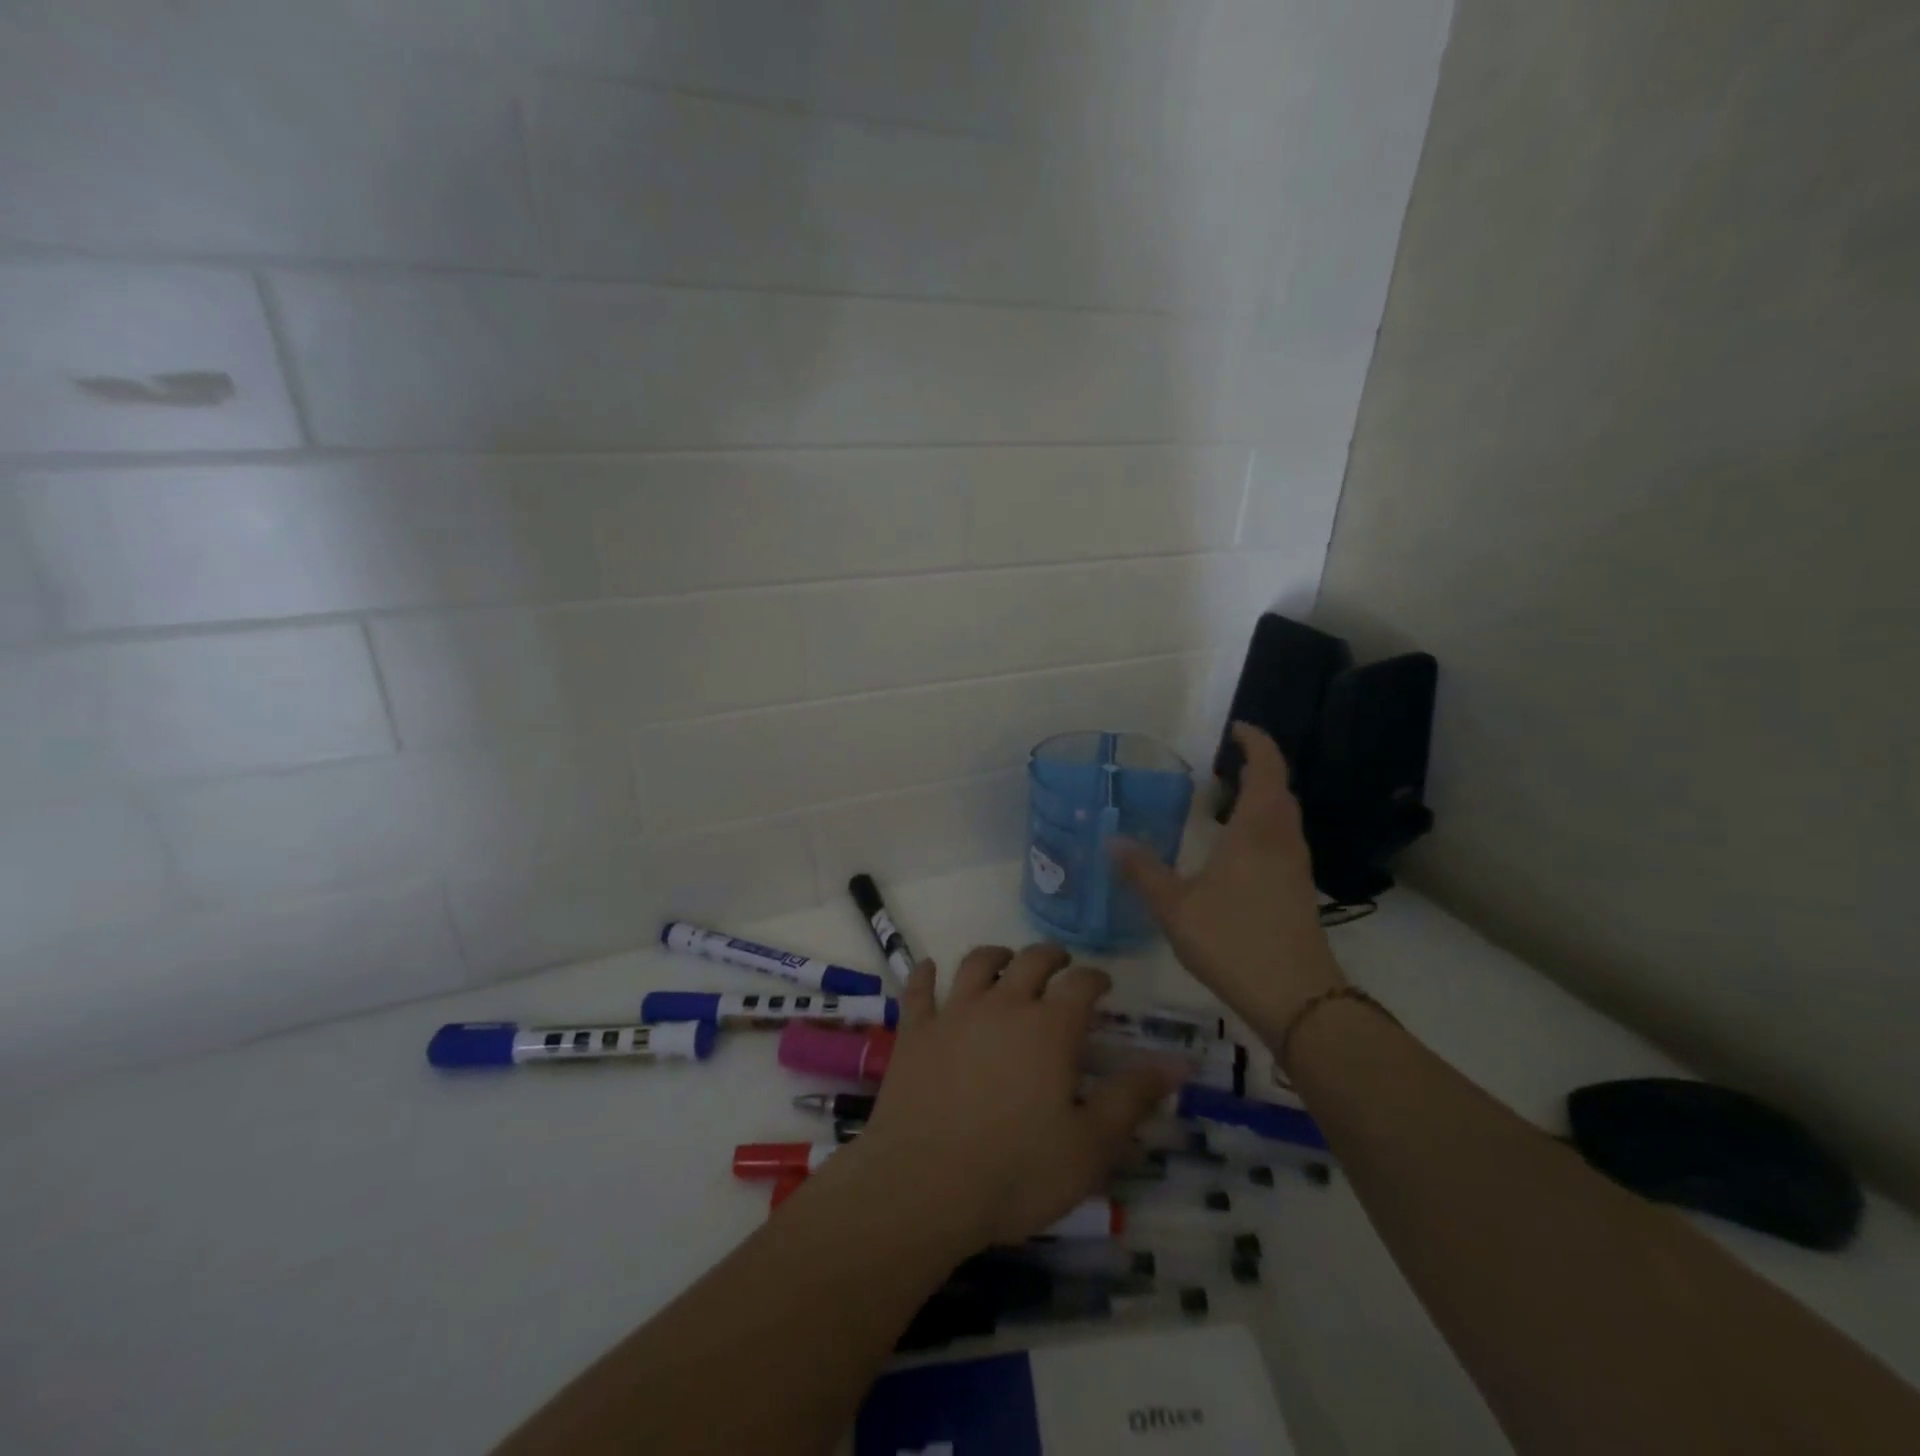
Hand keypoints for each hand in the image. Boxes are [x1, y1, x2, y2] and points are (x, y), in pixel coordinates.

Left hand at [850, 944, 1179, 1251]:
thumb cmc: (1017, 1172)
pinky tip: (930, 968)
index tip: (1103, 984)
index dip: (1095, 978)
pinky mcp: (916, 1031)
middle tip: (1060, 964)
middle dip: (1051, 956)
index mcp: (1049, 1028)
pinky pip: (919, 989)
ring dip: (996, 955)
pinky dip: (926, 974)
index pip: (1081, 983)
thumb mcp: (1091, 1146)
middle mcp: (1003, 1006)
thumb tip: (1178, 1061)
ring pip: (977, 963)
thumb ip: (1132, 1097)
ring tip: (1005, 960)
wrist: (924, 1186)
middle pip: (1030, 960)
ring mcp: (953, 1013)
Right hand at [1114, 722, 1345, 1039]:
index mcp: (1257, 830)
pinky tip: (1235, 850)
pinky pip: (1281, 840)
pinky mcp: (1299, 891)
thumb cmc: (1233, 940)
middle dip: (1256, 768)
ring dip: (1261, 798)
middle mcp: (1282, 840)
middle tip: (1221, 764)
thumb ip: (1143, 870)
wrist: (1297, 998)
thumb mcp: (1175, 906)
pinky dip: (1262, 827)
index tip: (1236, 728)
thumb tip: (1112, 839)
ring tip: (1224, 801)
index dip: (1256, 742)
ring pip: (1283, 817)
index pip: (1266, 769)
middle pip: (1278, 789)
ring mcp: (1296, 867)